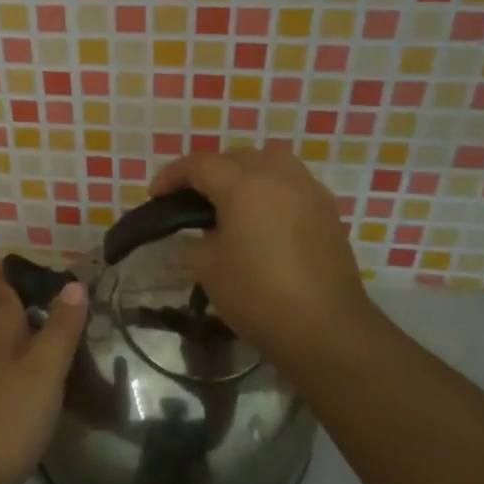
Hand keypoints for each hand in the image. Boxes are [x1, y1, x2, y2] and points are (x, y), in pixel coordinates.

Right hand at [149, 147, 377, 376]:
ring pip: (271, 162)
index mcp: (243, 185)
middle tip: (192, 199)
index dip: (172, 176)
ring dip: (246, 173)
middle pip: (236, 157)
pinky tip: (265, 218)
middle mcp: (278, 176)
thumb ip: (197, 239)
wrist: (325, 327)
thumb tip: (202, 231)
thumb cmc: (258, 296)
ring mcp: (308, 190)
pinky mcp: (327, 210)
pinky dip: (272, 189)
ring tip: (232, 201)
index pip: (199, 165)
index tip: (155, 195)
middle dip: (210, 171)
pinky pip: (293, 183)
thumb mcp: (208, 268)